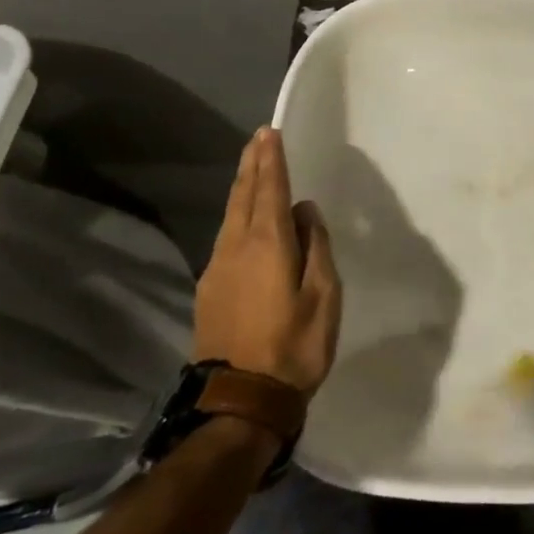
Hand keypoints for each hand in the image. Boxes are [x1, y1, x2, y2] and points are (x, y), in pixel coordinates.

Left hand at [192, 128, 341, 392]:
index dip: (271, 161)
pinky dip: (236, 215)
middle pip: (243, 196)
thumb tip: (306, 213)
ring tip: (251, 168)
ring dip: (242, 187)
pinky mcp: (209, 290)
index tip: (269, 133)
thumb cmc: (295, 345)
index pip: (271, 190)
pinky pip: (225, 238)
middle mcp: (236, 247)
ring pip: (230, 216)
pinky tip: (243, 219)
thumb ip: (316, 248)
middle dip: (251, 165)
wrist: (240, 401)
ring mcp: (217, 269)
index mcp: (268, 244)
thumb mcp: (324, 295)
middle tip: (257, 138)